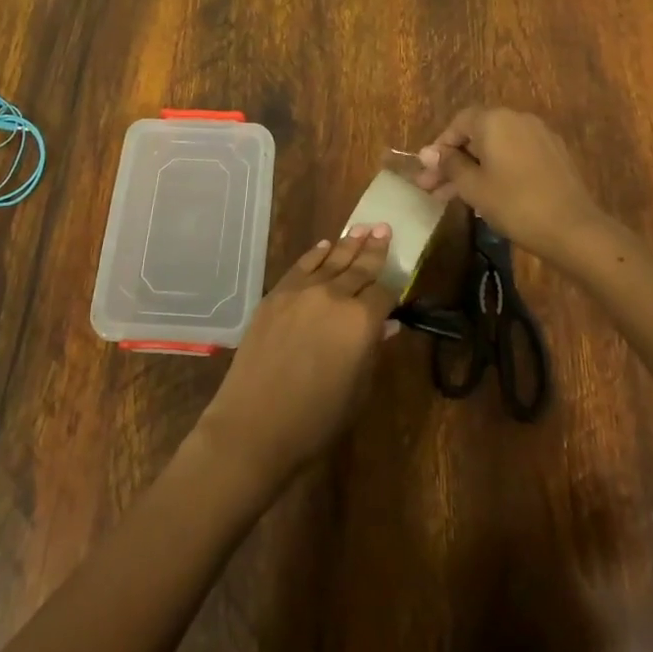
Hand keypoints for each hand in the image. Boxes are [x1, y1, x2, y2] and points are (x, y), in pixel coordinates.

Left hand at [194, 225, 399, 487]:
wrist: (254, 424)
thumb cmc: (316, 419)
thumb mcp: (357, 390)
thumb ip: (371, 350)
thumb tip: (385, 325)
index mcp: (361, 321)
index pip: (384, 293)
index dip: (392, 289)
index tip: (398, 281)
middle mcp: (333, 296)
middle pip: (359, 267)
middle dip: (374, 249)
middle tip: (385, 227)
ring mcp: (301, 291)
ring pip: (331, 260)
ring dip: (348, 243)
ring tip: (362, 227)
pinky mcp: (276, 295)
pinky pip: (301, 266)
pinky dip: (315, 254)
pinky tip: (326, 245)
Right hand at [414, 106, 609, 261]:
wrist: (573, 229)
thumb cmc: (514, 204)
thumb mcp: (473, 186)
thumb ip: (449, 165)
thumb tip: (428, 153)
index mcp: (494, 120)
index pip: (458, 123)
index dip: (440, 146)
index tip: (428, 172)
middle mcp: (517, 119)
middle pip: (477, 135)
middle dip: (454, 161)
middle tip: (433, 188)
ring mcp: (539, 136)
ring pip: (496, 148)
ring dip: (474, 168)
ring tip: (455, 198)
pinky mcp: (554, 155)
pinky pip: (516, 155)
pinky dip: (498, 169)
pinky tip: (488, 195)